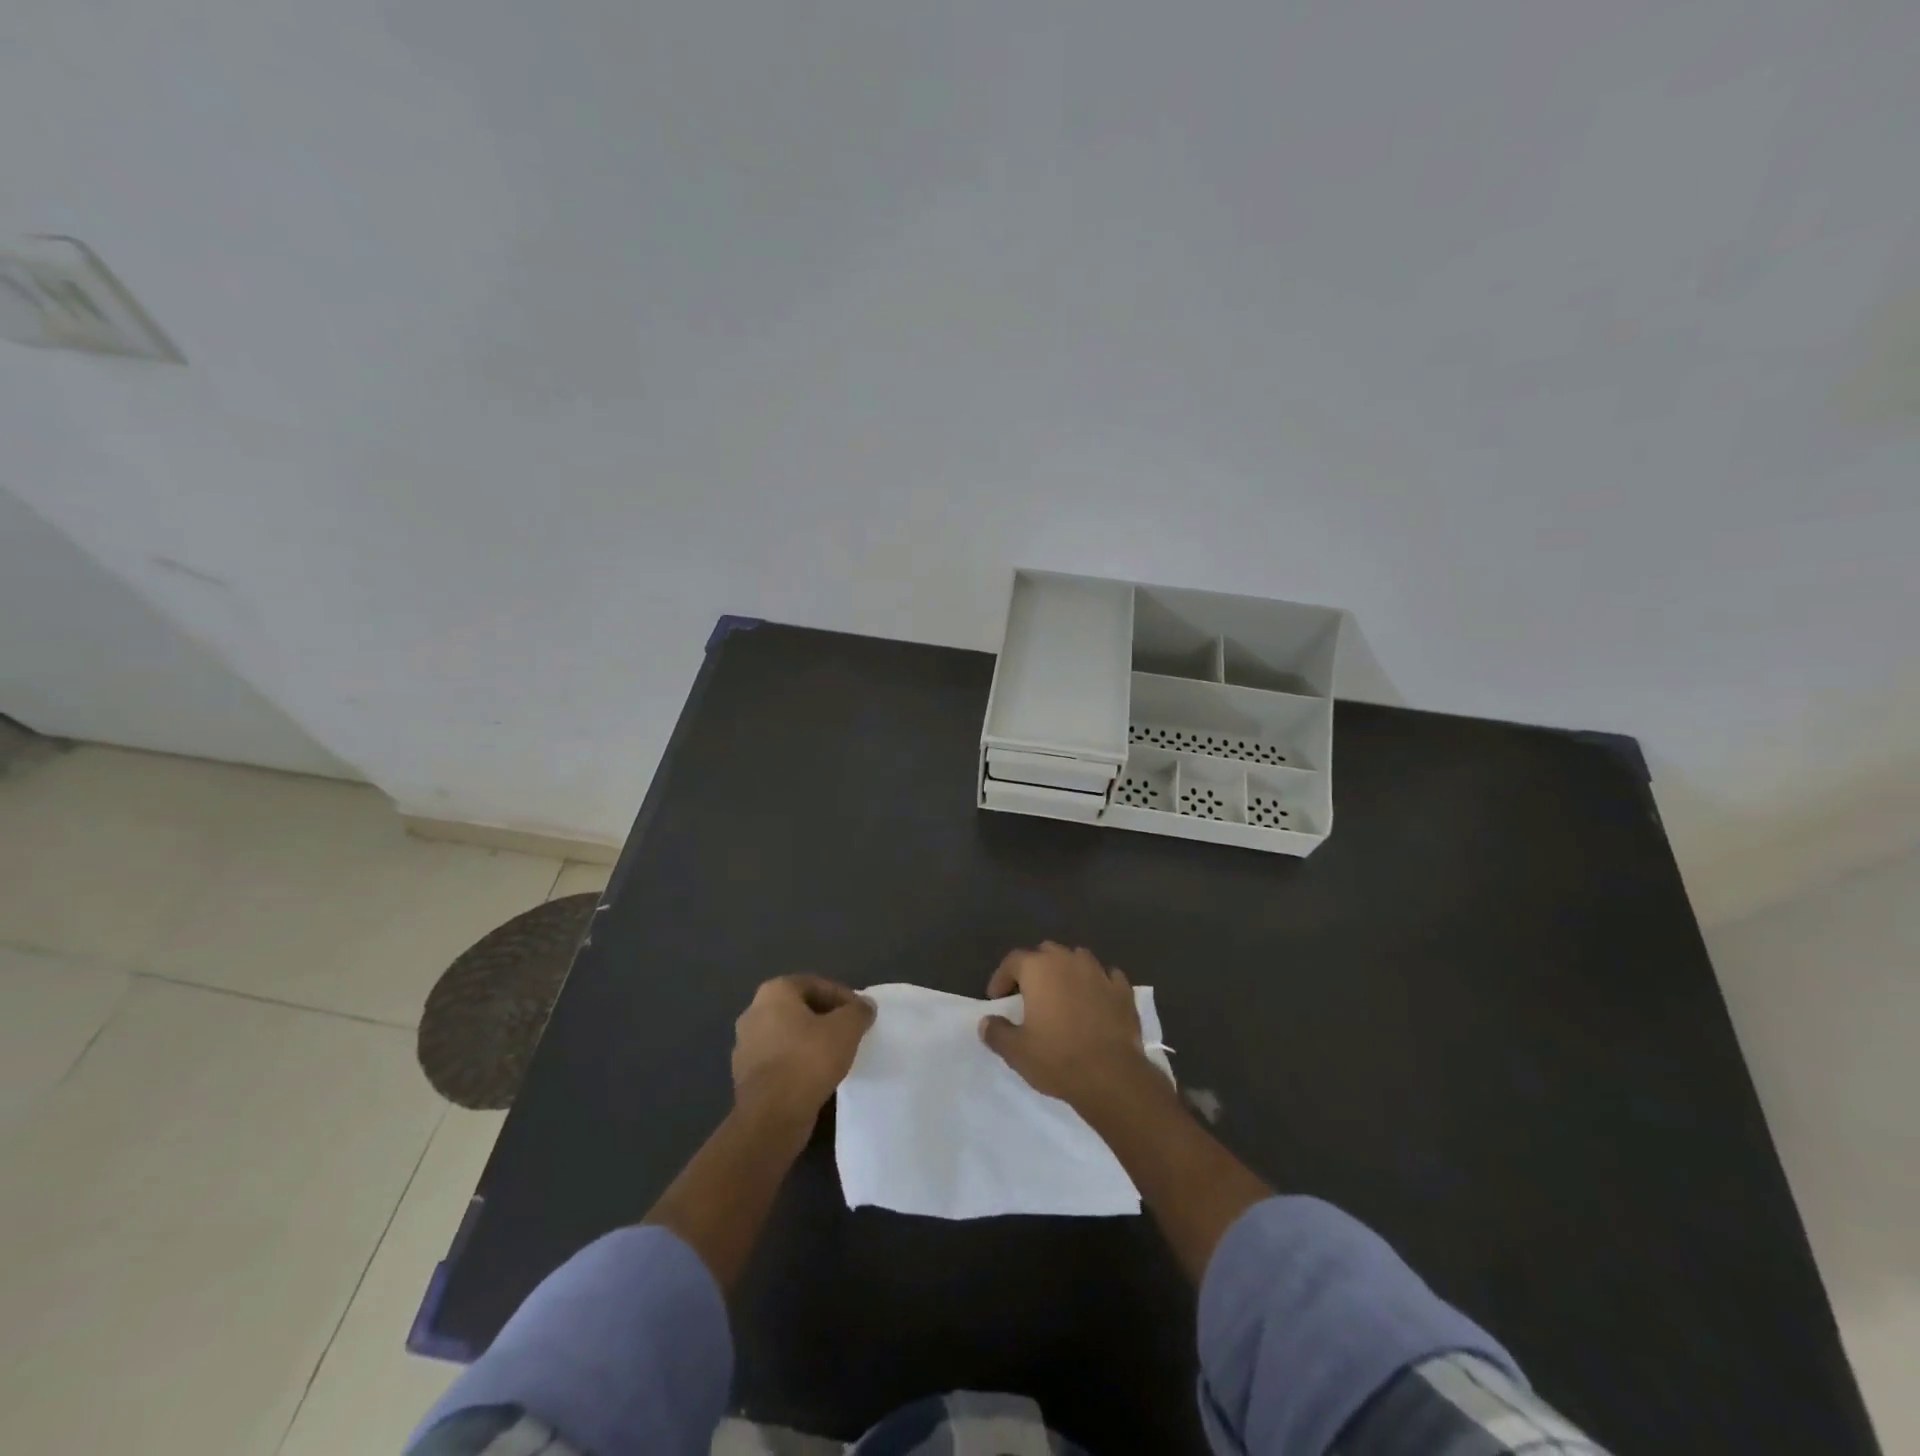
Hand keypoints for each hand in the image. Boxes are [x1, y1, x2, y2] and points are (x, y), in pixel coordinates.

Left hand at [732, 975, 875, 1115]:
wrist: (771, 1116)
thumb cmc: (808, 1060)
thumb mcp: (846, 1029)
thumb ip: (858, 1011)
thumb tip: (864, 1006)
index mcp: (774, 992)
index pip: (816, 984)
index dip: (842, 997)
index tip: (860, 1015)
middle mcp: (754, 1012)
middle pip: (799, 1007)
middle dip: (825, 1017)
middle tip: (849, 1032)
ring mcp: (745, 1045)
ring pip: (787, 1034)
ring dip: (810, 1041)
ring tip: (835, 1055)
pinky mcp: (745, 1075)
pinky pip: (779, 1059)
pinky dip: (797, 1062)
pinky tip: (816, 1076)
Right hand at [978, 942, 1159, 1108]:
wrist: (1112, 1076)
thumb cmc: (1058, 1059)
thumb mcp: (1016, 1052)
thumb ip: (997, 1032)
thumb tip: (987, 1022)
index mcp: (1039, 969)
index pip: (1013, 961)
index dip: (1002, 978)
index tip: (997, 999)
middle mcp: (1068, 961)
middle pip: (1046, 953)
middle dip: (1035, 968)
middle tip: (1029, 994)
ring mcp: (1099, 972)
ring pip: (1077, 959)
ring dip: (1067, 971)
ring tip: (1062, 994)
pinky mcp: (1123, 990)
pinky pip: (1106, 976)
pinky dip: (1097, 984)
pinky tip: (1095, 1000)